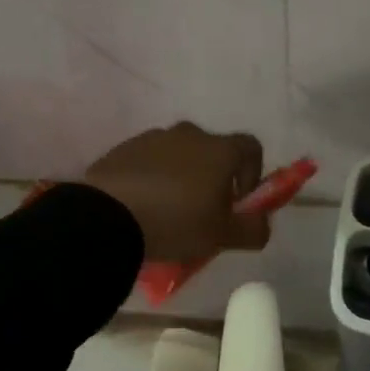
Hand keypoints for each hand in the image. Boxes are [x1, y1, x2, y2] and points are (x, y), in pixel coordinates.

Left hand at [83, 123, 269, 262]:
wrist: (107, 216)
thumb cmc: (176, 222)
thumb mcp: (222, 236)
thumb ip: (253, 229)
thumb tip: (263, 222)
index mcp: (219, 149)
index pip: (251, 147)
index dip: (253, 173)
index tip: (240, 201)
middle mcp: (189, 133)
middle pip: (212, 151)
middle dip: (214, 178)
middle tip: (204, 212)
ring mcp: (152, 138)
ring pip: (178, 156)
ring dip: (181, 177)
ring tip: (168, 213)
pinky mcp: (123, 149)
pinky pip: (148, 162)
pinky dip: (152, 178)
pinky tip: (141, 208)